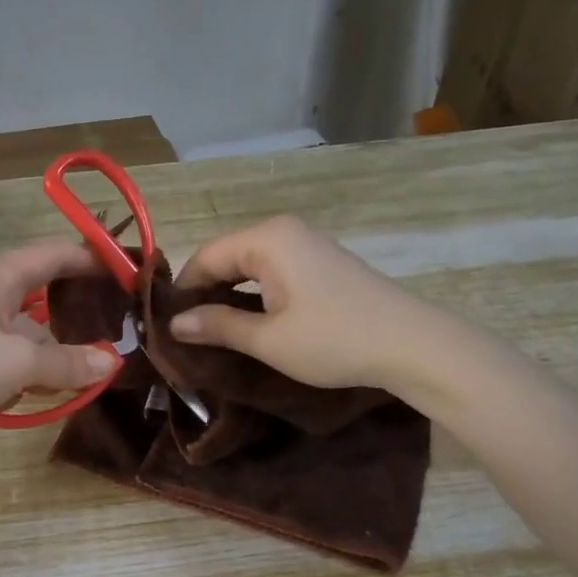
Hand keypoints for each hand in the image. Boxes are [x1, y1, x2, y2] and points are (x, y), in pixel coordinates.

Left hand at [0, 241, 119, 431]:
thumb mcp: (19, 363)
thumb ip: (67, 364)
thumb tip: (111, 362)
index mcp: (0, 278)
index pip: (57, 254)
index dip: (94, 259)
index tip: (129, 274)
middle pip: (42, 304)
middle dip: (74, 326)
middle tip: (112, 345)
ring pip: (22, 341)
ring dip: (45, 363)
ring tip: (72, 387)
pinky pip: (0, 366)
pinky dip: (17, 382)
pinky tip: (24, 404)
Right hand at [169, 215, 426, 390]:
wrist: (412, 345)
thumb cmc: (334, 340)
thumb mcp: (268, 339)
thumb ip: (217, 326)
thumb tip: (173, 323)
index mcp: (267, 239)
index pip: (204, 256)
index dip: (182, 291)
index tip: (165, 326)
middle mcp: (284, 231)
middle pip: (226, 256)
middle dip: (204, 292)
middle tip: (186, 333)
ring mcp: (307, 244)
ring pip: (249, 264)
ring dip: (228, 294)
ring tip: (213, 331)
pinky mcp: (322, 262)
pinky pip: (272, 270)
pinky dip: (253, 293)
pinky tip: (249, 321)